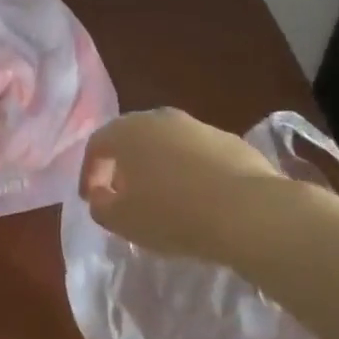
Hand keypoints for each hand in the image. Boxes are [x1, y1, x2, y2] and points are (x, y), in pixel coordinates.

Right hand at [80, 108, 312, 261]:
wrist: (248, 212)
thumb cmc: (173, 214)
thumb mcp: (122, 221)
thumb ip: (101, 206)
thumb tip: (101, 195)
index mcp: (127, 131)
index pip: (97, 145)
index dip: (89, 173)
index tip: (91, 200)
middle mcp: (160, 118)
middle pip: (132, 138)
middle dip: (124, 166)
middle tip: (124, 195)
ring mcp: (198, 126)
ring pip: (167, 144)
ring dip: (158, 167)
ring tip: (164, 200)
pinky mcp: (230, 141)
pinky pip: (197, 155)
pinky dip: (190, 172)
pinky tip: (198, 200)